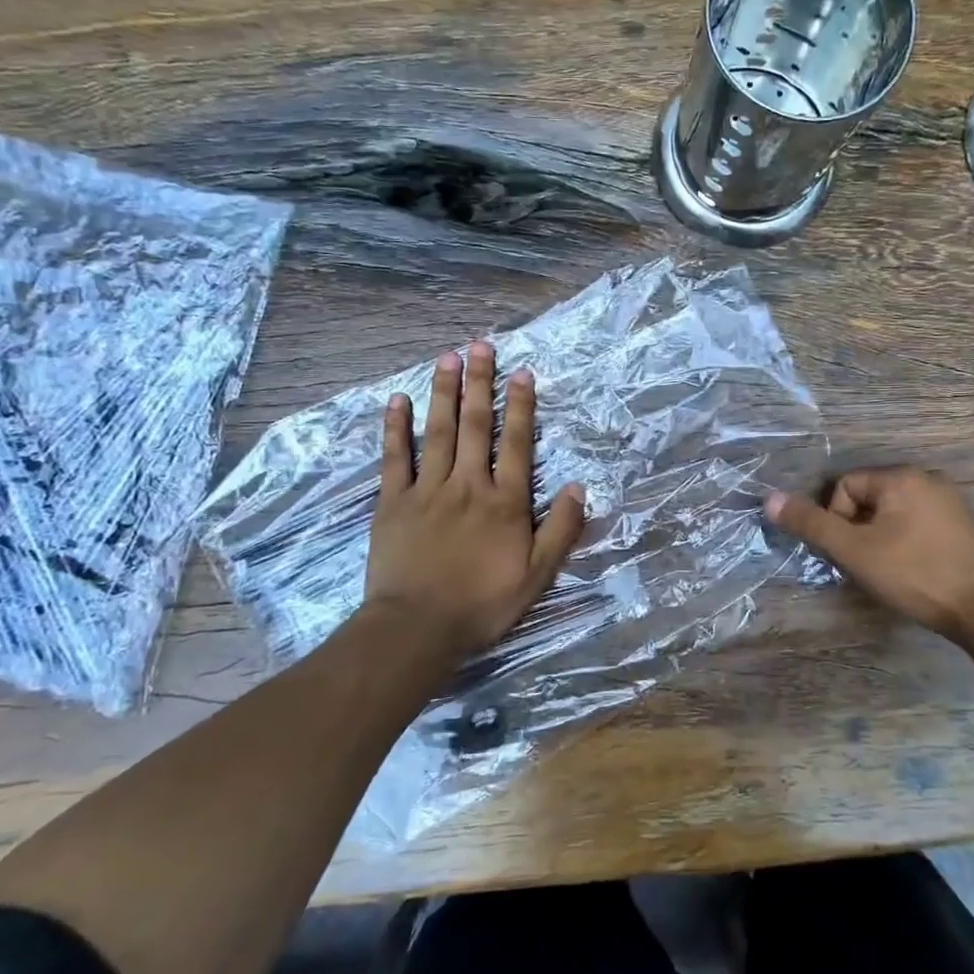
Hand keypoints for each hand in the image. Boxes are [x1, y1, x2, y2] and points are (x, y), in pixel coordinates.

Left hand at [366, 341, 586, 664]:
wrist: (417, 628)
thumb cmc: (483, 604)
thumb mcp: (537, 576)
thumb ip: (561, 530)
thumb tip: (580, 488)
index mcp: (505, 502)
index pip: (517, 444)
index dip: (521, 406)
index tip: (522, 372)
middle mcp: (468, 485)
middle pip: (476, 426)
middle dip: (481, 383)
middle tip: (481, 345)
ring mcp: (427, 490)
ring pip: (438, 432)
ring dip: (444, 392)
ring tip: (447, 357)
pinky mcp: (393, 502)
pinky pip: (395, 457)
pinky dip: (396, 427)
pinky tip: (398, 400)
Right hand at [765, 467, 973, 642]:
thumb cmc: (915, 574)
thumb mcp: (854, 551)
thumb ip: (812, 524)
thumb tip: (770, 500)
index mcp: (901, 477)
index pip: (845, 487)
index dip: (837, 520)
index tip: (850, 552)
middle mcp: (928, 479)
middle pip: (869, 498)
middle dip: (858, 529)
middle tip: (865, 563)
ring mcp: (951, 501)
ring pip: (893, 513)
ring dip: (880, 537)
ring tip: (888, 570)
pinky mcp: (965, 525)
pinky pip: (918, 523)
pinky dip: (906, 542)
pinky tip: (914, 570)